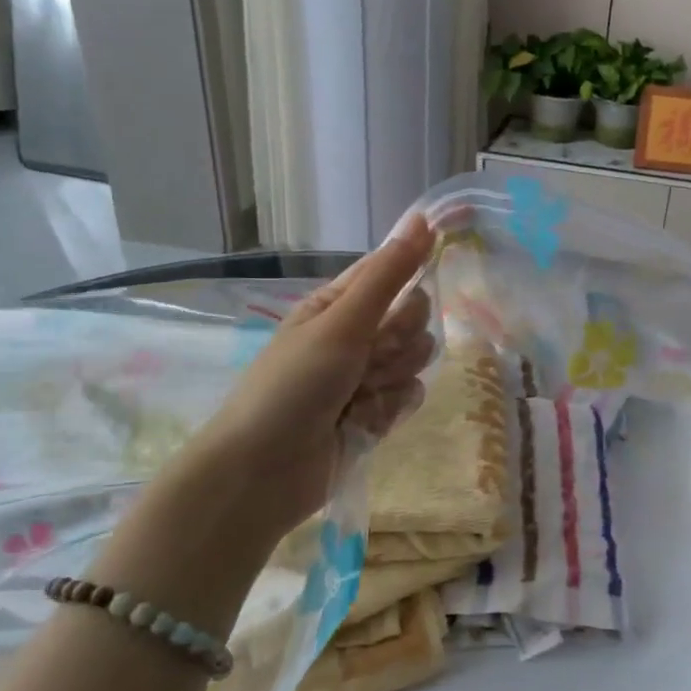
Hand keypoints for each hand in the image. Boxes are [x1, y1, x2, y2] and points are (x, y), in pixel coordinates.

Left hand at [198, 214, 436, 533]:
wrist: (263, 472)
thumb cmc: (293, 386)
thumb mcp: (340, 323)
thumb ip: (388, 275)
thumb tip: (423, 219)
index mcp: (338, 304)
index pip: (391, 273)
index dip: (410, 275)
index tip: (427, 276)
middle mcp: (355, 336)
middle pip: (413, 319)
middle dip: (399, 340)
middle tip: (369, 357)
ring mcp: (367, 377)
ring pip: (416, 360)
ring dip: (392, 379)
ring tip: (358, 397)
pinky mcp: (376, 414)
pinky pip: (410, 397)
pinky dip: (390, 410)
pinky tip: (364, 423)